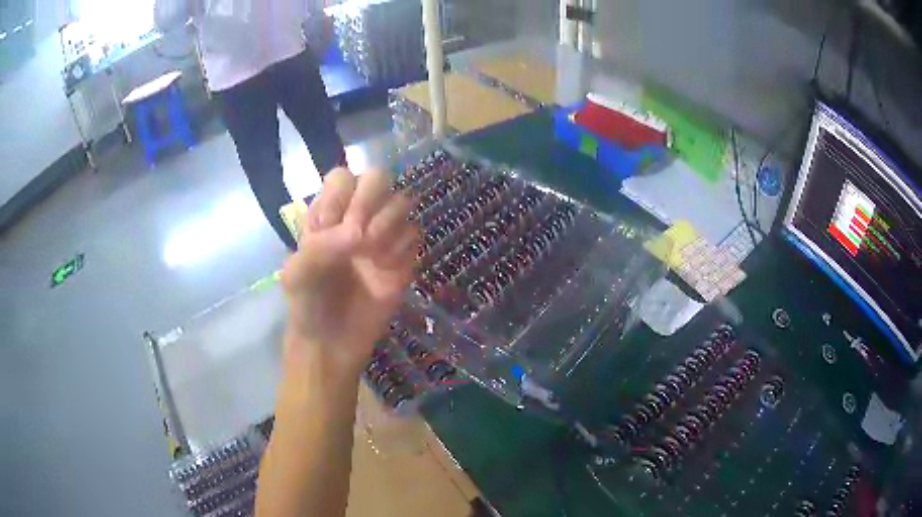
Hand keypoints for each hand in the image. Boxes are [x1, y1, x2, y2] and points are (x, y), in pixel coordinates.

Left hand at [281, 167, 418, 374]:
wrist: (332, 344)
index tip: (334, 229)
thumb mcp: (297, 275)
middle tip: (361, 236)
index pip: (343, 178)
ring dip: (388, 224)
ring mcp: (383, 237)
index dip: (342, 196)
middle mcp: (357, 218)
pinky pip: (414, 234)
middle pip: (378, 178)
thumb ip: (319, 247)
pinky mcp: (403, 258)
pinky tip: (386, 270)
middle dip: (371, 201)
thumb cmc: (307, 305)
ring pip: (402, 202)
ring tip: (372, 255)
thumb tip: (358, 232)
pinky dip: (401, 249)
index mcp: (326, 215)